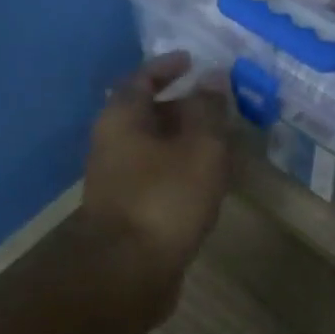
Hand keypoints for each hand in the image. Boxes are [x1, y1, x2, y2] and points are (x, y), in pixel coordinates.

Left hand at [82, 52, 232, 292]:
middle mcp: (112, 143)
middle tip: (220, 105)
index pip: (142, 78)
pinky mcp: (129, 209)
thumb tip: (213, 78)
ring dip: (185, 140)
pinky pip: (158, 174)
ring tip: (222, 141)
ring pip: (154, 146)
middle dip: (183, 106)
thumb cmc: (165, 199)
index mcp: (122, 118)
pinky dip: (181, 167)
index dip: (168, 67)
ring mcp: (118, 179)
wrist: (128, 272)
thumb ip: (208, 110)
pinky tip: (207, 179)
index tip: (194, 62)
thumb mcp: (199, 147)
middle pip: (147, 113)